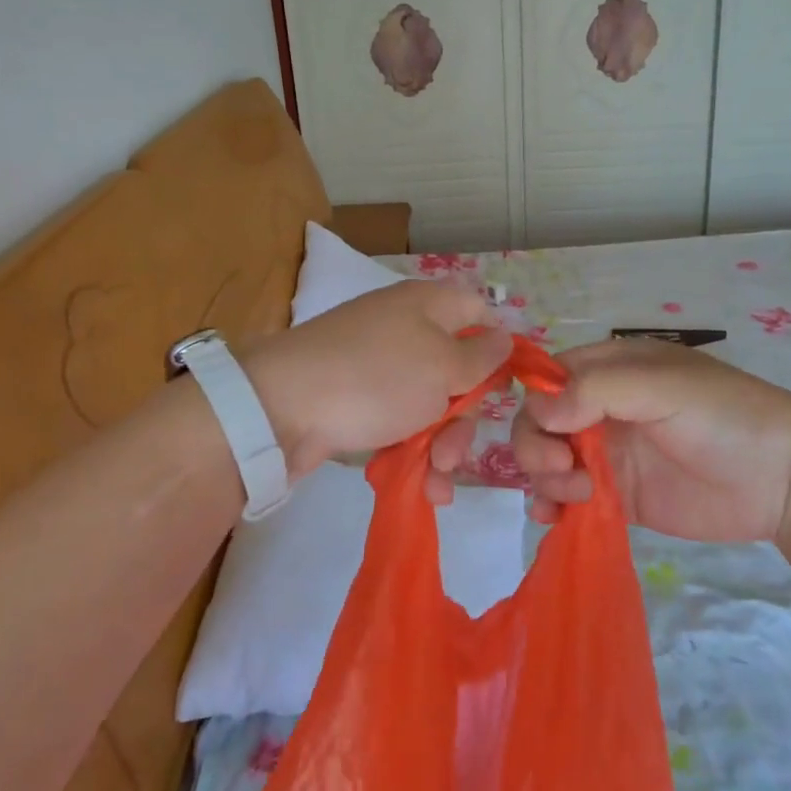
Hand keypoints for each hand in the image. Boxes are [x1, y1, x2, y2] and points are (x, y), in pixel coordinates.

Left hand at [243, 280, 510, 479]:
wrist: (281, 408)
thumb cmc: (377, 378)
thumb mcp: (442, 366)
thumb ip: (481, 355)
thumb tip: (504, 336)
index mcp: (428, 305)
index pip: (479, 310)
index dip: (499, 344)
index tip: (509, 386)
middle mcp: (405, 327)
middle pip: (457, 367)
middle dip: (464, 416)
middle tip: (454, 451)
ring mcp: (377, 364)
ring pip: (429, 402)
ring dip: (442, 444)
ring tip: (435, 479)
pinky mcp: (356, 398)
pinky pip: (398, 420)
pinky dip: (412, 450)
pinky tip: (422, 485)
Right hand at [510, 338, 790, 543]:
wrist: (784, 481)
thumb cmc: (724, 416)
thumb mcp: (661, 387)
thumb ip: (597, 391)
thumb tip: (538, 410)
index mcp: (611, 369)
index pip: (549, 378)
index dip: (538, 402)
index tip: (554, 430)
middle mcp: (602, 408)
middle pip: (540, 421)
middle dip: (537, 446)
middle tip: (564, 469)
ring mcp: (609, 453)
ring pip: (548, 460)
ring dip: (544, 478)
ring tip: (576, 496)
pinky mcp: (619, 496)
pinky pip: (569, 498)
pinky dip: (552, 506)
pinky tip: (554, 518)